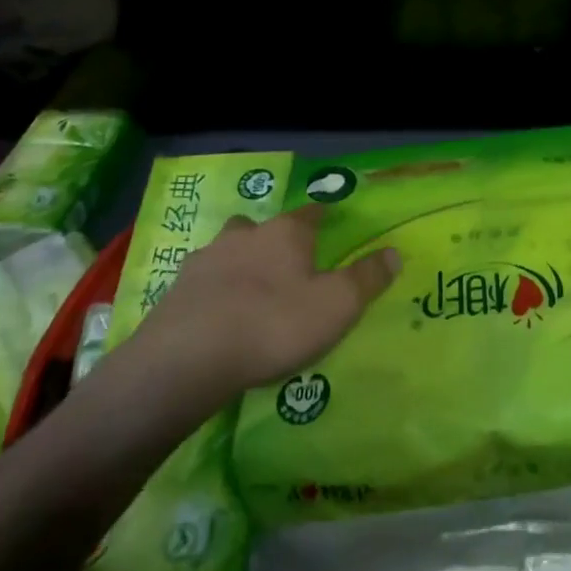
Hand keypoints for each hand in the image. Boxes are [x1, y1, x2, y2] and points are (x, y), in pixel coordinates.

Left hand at [132, 208, 398, 402]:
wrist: (188, 357)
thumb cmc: (274, 324)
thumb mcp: (336, 306)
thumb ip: (367, 278)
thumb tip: (394, 251)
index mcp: (286, 233)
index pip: (310, 212)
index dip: (322, 215)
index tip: (328, 219)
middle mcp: (245, 235)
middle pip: (262, 227)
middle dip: (273, 238)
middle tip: (285, 263)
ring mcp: (205, 260)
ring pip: (228, 250)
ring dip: (239, 262)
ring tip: (249, 291)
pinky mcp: (176, 290)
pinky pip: (203, 282)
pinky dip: (213, 291)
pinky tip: (218, 315)